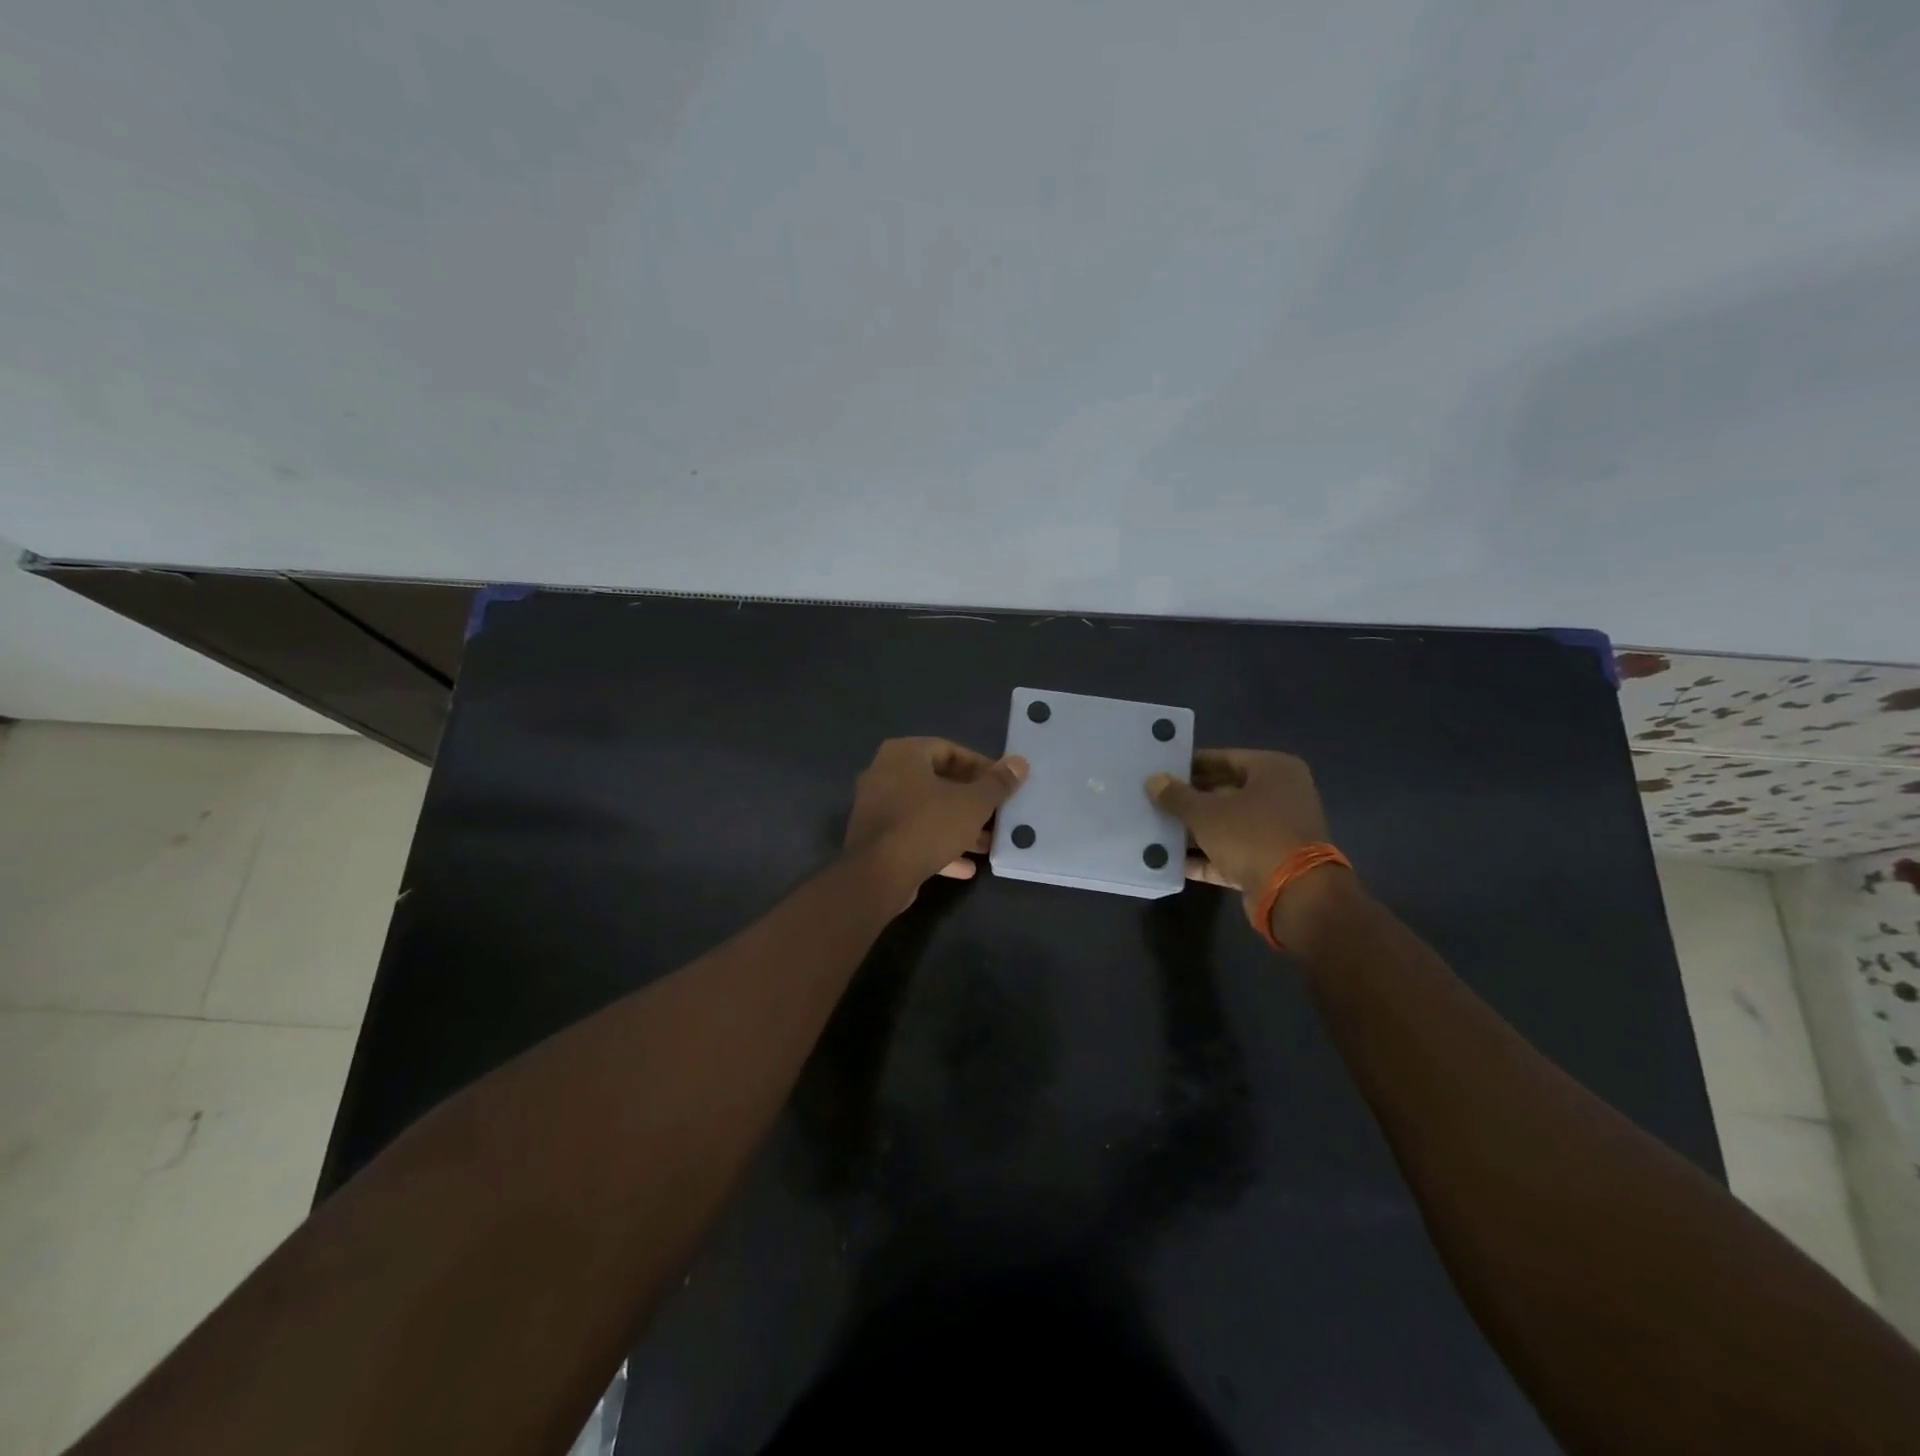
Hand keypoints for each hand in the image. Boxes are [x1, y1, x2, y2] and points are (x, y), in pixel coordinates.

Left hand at [845, 738, 1027, 893]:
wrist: (877, 875)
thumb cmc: (927, 826)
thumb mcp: (972, 804)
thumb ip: (997, 783)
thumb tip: (1020, 763)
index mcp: (904, 754)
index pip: (950, 750)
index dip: (981, 767)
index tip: (1003, 785)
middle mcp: (885, 773)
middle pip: (938, 782)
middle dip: (972, 801)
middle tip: (998, 814)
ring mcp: (877, 807)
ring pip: (927, 812)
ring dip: (958, 827)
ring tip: (988, 843)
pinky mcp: (876, 839)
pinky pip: (913, 835)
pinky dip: (939, 846)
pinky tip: (966, 867)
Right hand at [1146, 749, 1330, 910]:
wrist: (1295, 895)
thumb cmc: (1252, 836)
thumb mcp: (1206, 813)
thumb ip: (1177, 796)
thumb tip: (1153, 780)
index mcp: (1274, 770)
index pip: (1224, 758)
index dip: (1191, 764)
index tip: (1161, 770)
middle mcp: (1280, 796)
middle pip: (1224, 792)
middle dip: (1189, 800)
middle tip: (1153, 800)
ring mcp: (1276, 831)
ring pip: (1226, 825)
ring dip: (1194, 830)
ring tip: (1155, 829)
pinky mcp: (1269, 862)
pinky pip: (1230, 853)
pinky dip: (1205, 856)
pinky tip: (1169, 860)